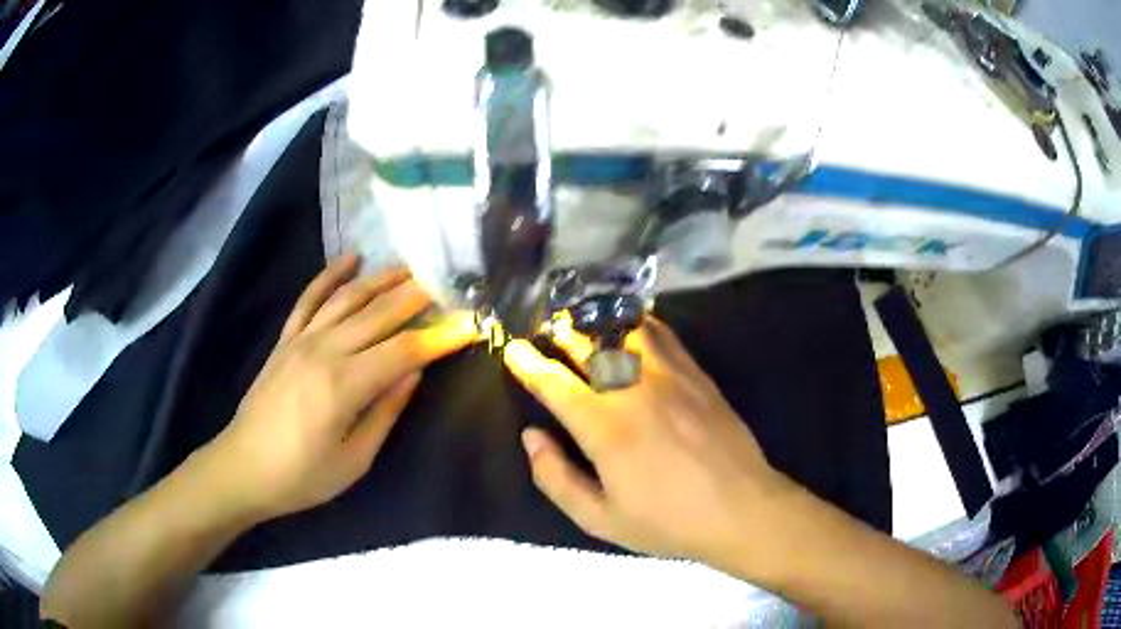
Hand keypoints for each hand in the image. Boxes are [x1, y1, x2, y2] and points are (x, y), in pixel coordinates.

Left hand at [200, 255, 476, 521]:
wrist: (243, 467)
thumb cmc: (302, 476)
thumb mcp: (353, 460)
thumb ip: (385, 411)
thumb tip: (414, 371)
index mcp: (344, 385)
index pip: (405, 350)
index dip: (441, 336)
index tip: (471, 323)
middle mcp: (324, 350)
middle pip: (379, 313)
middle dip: (417, 296)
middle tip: (449, 283)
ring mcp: (301, 340)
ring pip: (348, 298)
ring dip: (382, 279)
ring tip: (411, 267)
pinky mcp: (285, 339)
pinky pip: (309, 299)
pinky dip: (329, 276)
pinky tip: (350, 258)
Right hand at [504, 317, 793, 574]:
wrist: (741, 509)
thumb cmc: (667, 521)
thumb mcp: (600, 519)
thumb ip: (557, 478)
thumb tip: (531, 436)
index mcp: (604, 428)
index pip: (555, 384)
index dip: (528, 364)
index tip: (512, 349)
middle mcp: (633, 390)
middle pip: (587, 348)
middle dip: (560, 334)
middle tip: (546, 327)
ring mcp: (669, 376)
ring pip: (623, 333)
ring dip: (597, 323)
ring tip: (583, 321)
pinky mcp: (696, 374)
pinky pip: (662, 336)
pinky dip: (639, 324)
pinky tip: (632, 326)